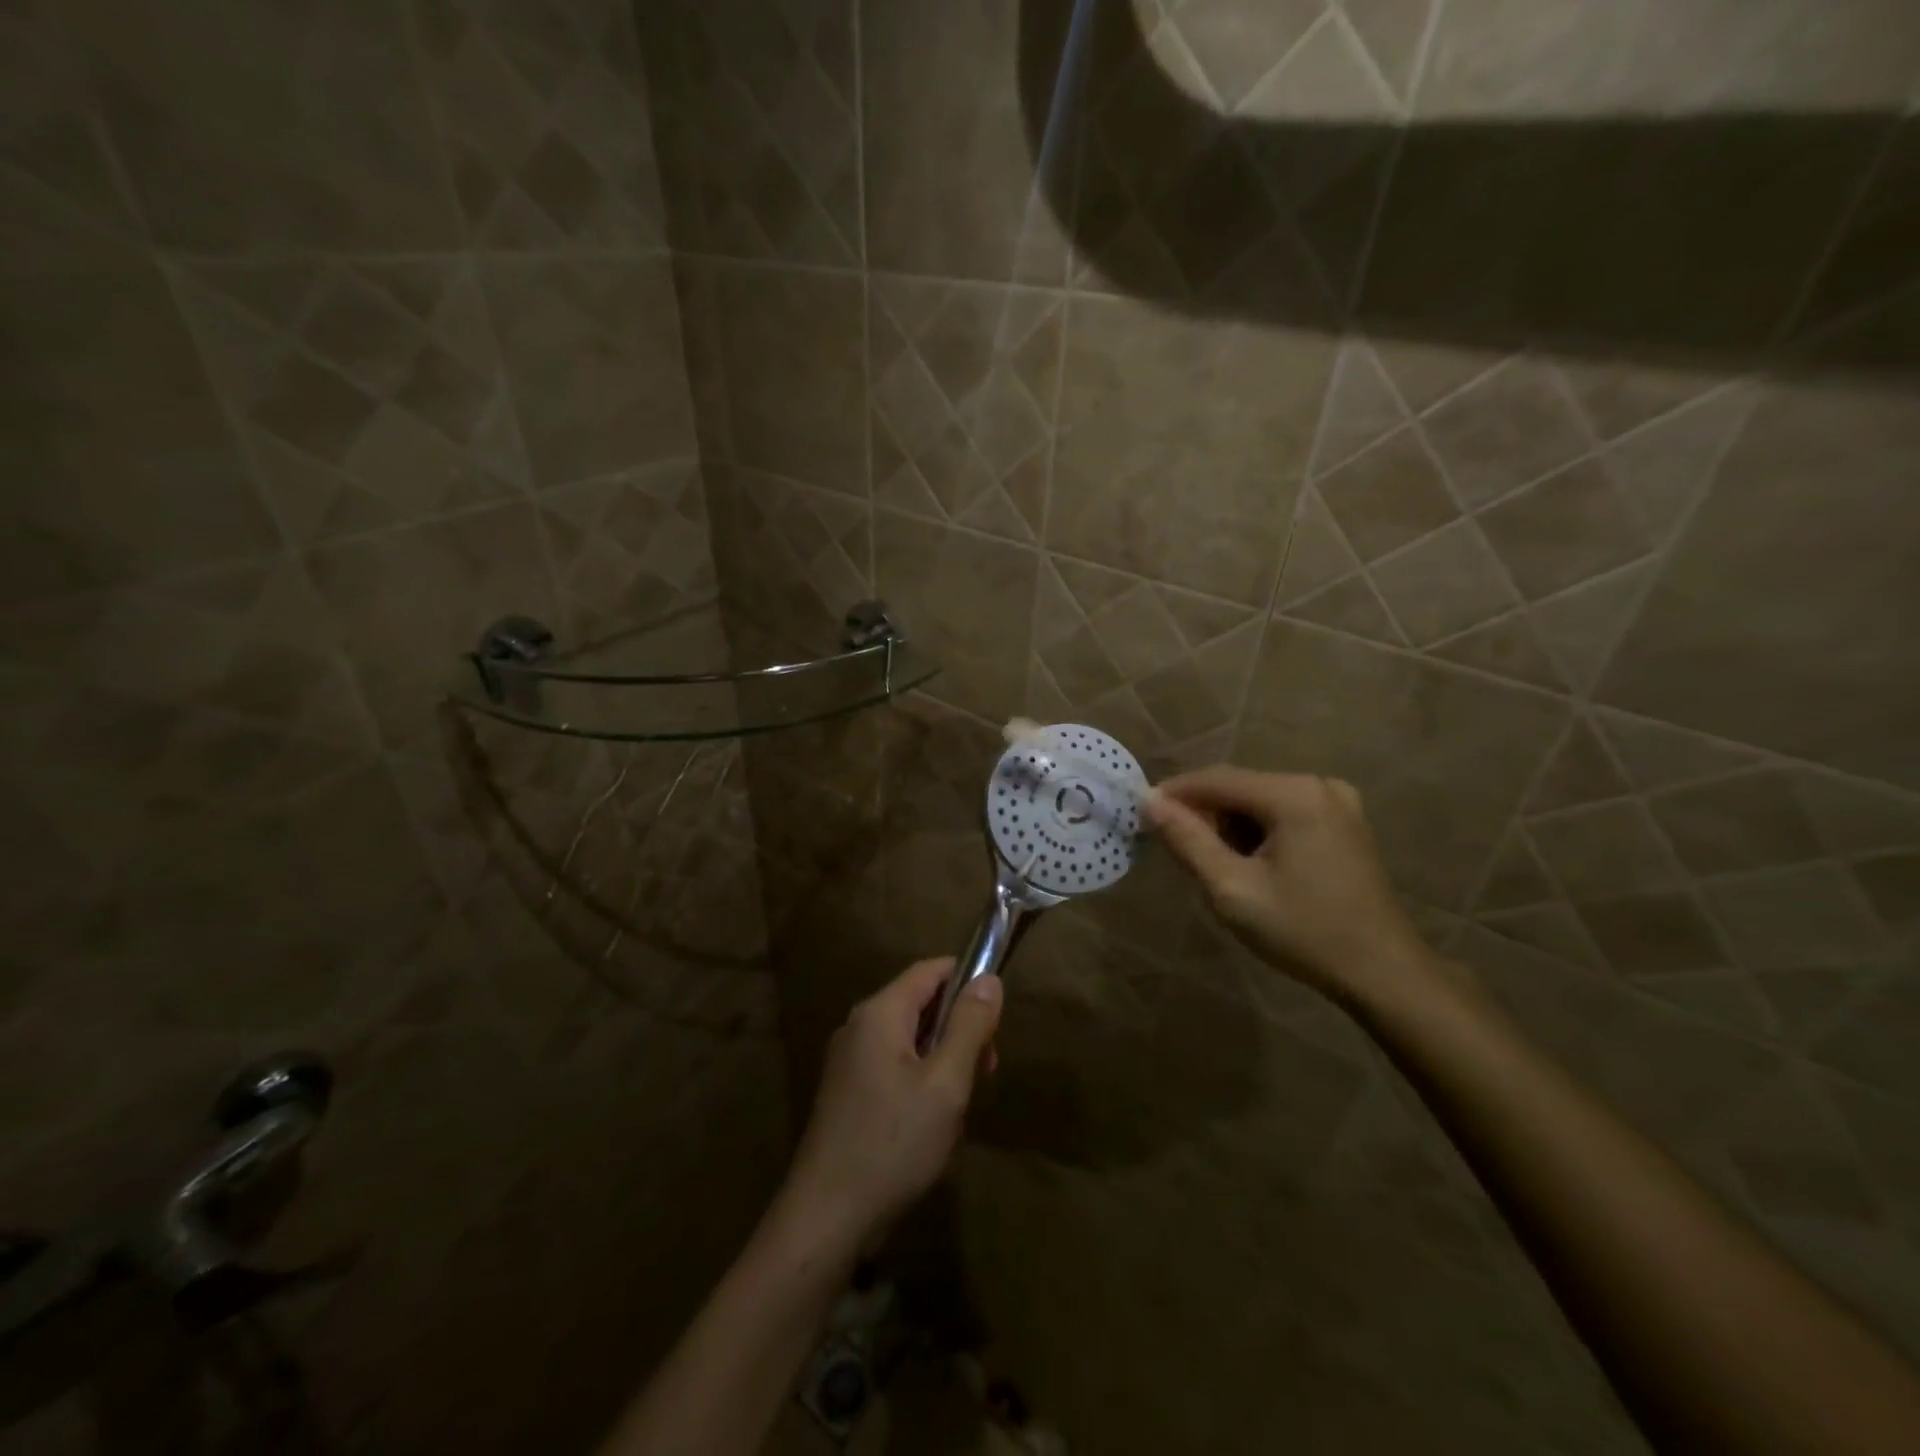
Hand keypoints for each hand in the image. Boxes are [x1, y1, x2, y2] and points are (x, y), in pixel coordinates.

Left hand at [780, 958, 1002, 1247]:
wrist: (826, 1218)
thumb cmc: (893, 1143)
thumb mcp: (946, 1083)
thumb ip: (969, 1026)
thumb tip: (988, 979)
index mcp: (879, 1013)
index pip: (930, 970)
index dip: (967, 982)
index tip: (996, 1019)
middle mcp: (859, 1026)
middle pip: (920, 1004)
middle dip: (958, 1029)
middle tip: (985, 1071)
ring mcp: (847, 1061)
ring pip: (909, 1039)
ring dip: (942, 1060)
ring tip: (958, 1107)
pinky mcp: (845, 1093)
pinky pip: (892, 1066)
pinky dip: (920, 1080)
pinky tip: (930, 1124)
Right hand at [1146, 767, 1431, 1004]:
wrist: (1383, 973)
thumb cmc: (1304, 932)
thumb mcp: (1233, 890)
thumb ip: (1188, 841)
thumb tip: (1150, 802)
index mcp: (1294, 794)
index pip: (1216, 779)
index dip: (1174, 793)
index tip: (1140, 814)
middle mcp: (1317, 785)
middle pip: (1239, 787)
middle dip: (1202, 812)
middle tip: (1173, 848)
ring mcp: (1337, 802)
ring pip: (1259, 801)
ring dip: (1228, 824)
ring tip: (1208, 863)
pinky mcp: (1344, 822)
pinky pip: (1283, 813)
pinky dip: (1256, 831)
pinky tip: (1247, 864)